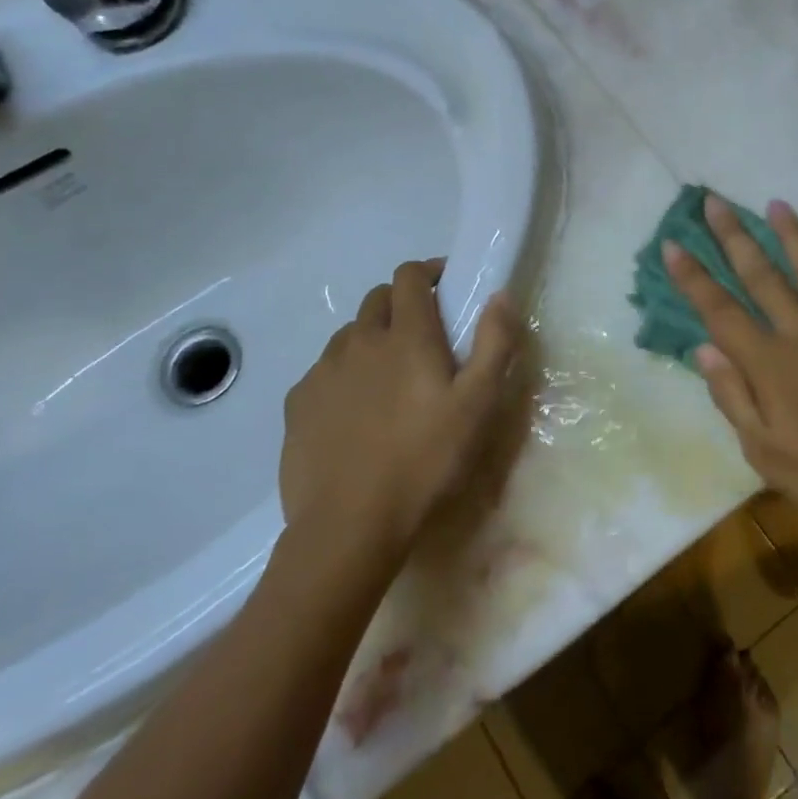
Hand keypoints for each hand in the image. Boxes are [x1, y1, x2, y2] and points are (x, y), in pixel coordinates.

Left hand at [280, 260, 521, 551]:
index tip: (447, 286)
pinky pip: (324, 371)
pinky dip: (344, 374)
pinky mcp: (297, 404)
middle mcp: (359, 341)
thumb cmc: (425, 461)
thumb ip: (494, 343)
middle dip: (402, 303)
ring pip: (349, 335)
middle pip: (377, 299)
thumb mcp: (478, 404)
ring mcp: (323, 372)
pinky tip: (356, 411)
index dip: (429, 271)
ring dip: (372, 338)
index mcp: (405, 336)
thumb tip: (500, 294)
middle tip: (425, 336)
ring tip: (390, 376)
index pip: (409, 276)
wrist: (349, 526)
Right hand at [664, 195, 797, 537]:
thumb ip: (733, 396)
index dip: (693, 277)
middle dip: (734, 236)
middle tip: (715, 201)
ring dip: (792, 235)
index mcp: (770, 363)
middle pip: (762, 275)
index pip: (720, 310)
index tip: (673, 243)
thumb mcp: (765, 453)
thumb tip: (703, 348)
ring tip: (777, 204)